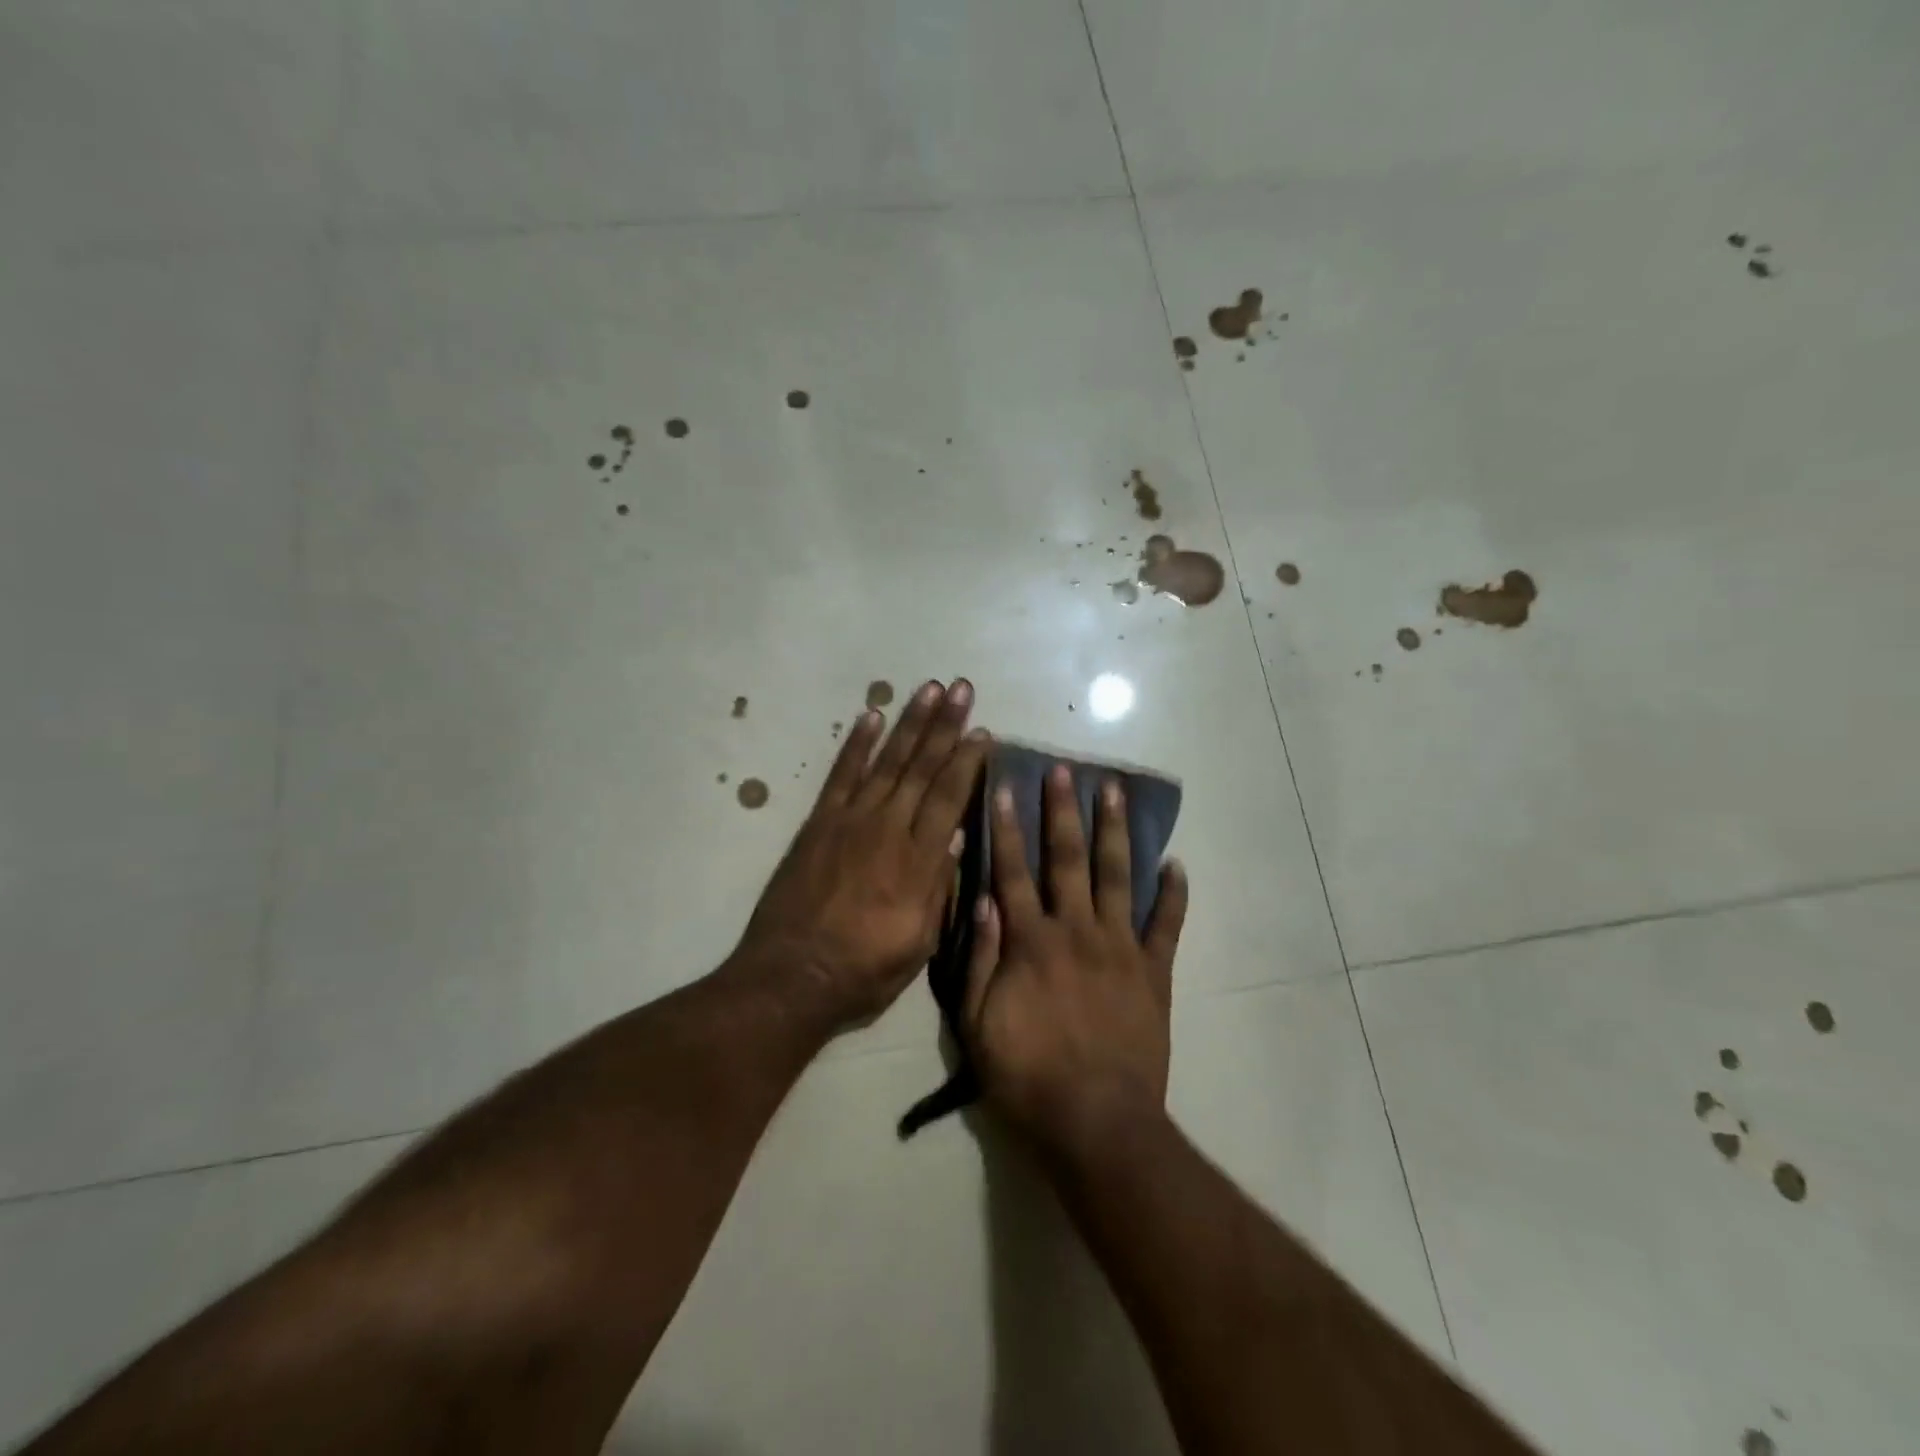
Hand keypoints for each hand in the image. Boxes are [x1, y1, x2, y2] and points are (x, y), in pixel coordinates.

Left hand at [737, 679, 989, 1030]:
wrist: (791, 978)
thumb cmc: (864, 970)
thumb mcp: (919, 943)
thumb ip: (938, 887)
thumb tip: (955, 837)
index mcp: (918, 861)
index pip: (949, 798)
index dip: (967, 761)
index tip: (982, 731)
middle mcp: (887, 829)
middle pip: (922, 768)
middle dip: (945, 725)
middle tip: (961, 688)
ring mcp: (849, 821)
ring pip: (887, 762)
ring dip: (910, 723)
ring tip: (928, 689)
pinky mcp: (818, 824)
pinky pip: (840, 775)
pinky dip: (856, 745)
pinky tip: (871, 716)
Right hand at [963, 765, 1188, 1153]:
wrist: (1097, 1122)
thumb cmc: (1026, 1076)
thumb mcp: (977, 1024)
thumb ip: (980, 958)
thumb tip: (982, 899)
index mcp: (1031, 941)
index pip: (1012, 871)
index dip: (1005, 827)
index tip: (1002, 787)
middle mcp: (1076, 930)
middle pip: (1067, 860)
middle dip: (1062, 811)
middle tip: (1064, 771)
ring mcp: (1120, 948)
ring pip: (1117, 876)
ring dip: (1114, 831)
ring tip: (1115, 790)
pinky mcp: (1155, 972)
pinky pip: (1167, 925)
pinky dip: (1173, 893)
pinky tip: (1175, 863)